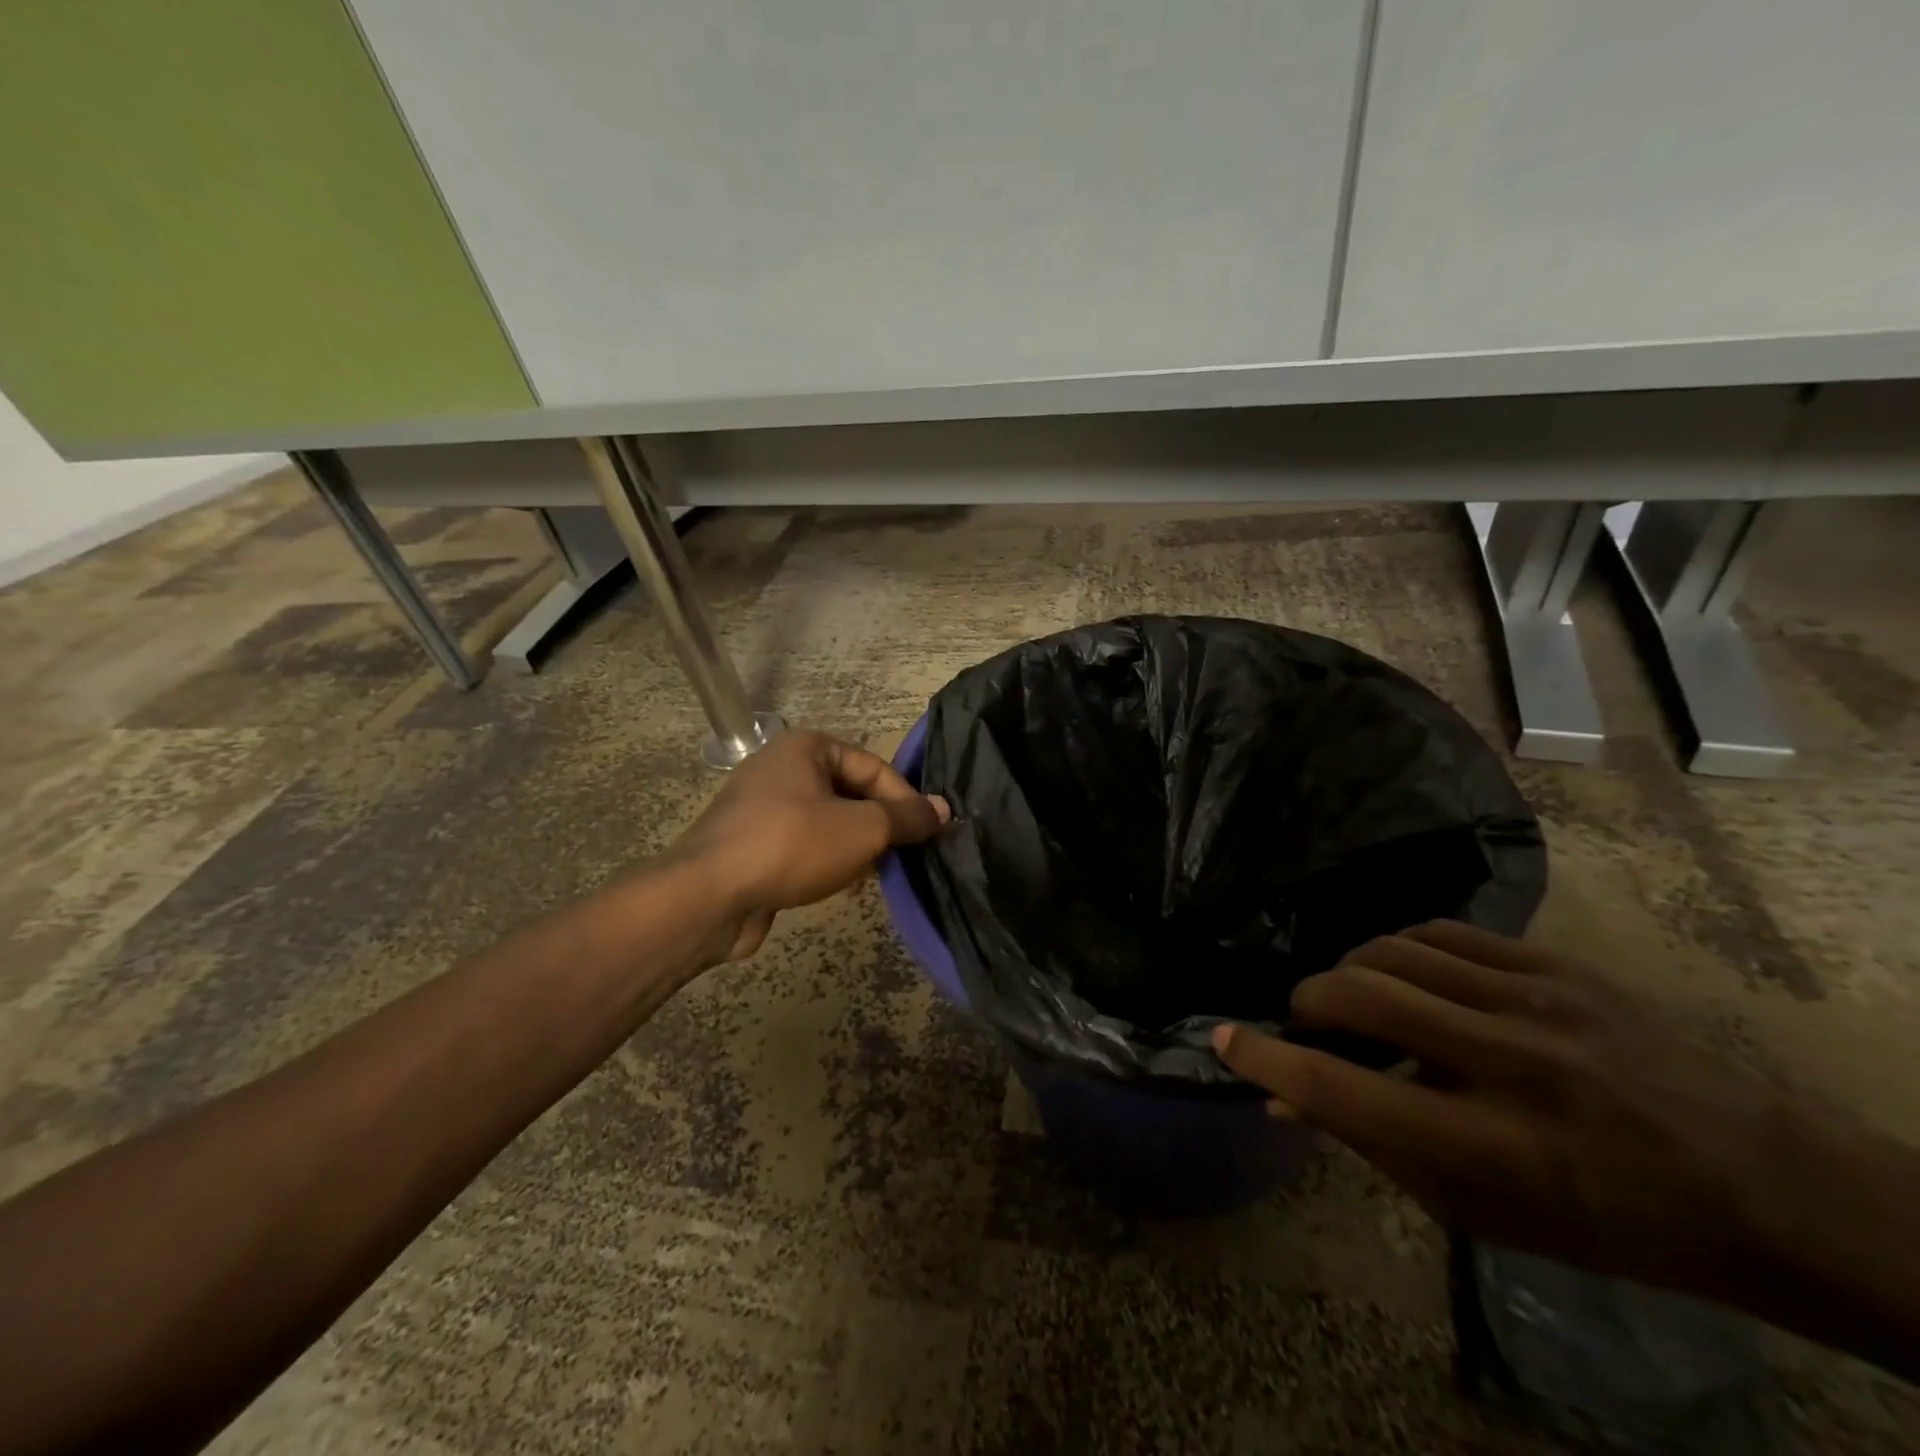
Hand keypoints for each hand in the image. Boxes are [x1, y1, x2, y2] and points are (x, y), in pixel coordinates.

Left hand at [668, 728, 948, 959]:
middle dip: (879, 824)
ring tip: (875, 872)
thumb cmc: (792, 846)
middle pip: (850, 792)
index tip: (928, 832)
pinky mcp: (750, 844)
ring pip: (827, 821)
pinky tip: (839, 885)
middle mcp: (780, 767)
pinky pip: (802, 844)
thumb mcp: (862, 829)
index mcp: (805, 747)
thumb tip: (943, 809)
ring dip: (855, 845)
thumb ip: (906, 817)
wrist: (707, 896)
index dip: (905, 798)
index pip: (873, 766)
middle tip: (904, 854)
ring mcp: (760, 807)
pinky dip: (825, 860)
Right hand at [1213, 921, 1787, 1301]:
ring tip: (1353, 997)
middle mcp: (1514, 1065)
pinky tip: (1402, 972)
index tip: (1224, 1039)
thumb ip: (1378, 1148)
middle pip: (1362, 998)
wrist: (1764, 1182)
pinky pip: (1441, 934)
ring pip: (1392, 951)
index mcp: (1499, 1149)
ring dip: (1349, 972)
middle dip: (1306, 1003)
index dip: (1271, 1063)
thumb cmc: (1608, 1220)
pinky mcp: (1557, 966)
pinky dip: (1399, 950)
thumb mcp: (1486, 1214)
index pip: (1349, 1095)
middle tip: (1302, 1021)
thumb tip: (1286, 1099)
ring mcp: (1540, 1002)